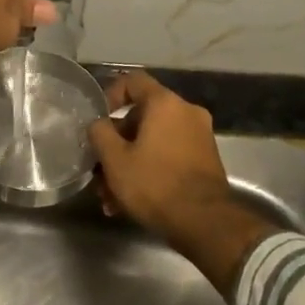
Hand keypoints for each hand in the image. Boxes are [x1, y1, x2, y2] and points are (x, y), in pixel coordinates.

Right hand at [88, 71, 278, 295]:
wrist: (205, 223)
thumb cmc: (155, 184)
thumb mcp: (115, 159)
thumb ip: (100, 133)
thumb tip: (99, 124)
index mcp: (165, 103)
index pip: (133, 81)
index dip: (110, 95)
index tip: (99, 120)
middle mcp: (186, 112)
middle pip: (142, 117)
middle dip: (117, 144)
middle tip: (100, 169)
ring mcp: (199, 136)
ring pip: (153, 141)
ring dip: (130, 163)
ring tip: (111, 197)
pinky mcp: (205, 160)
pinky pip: (169, 155)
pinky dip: (149, 169)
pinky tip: (130, 202)